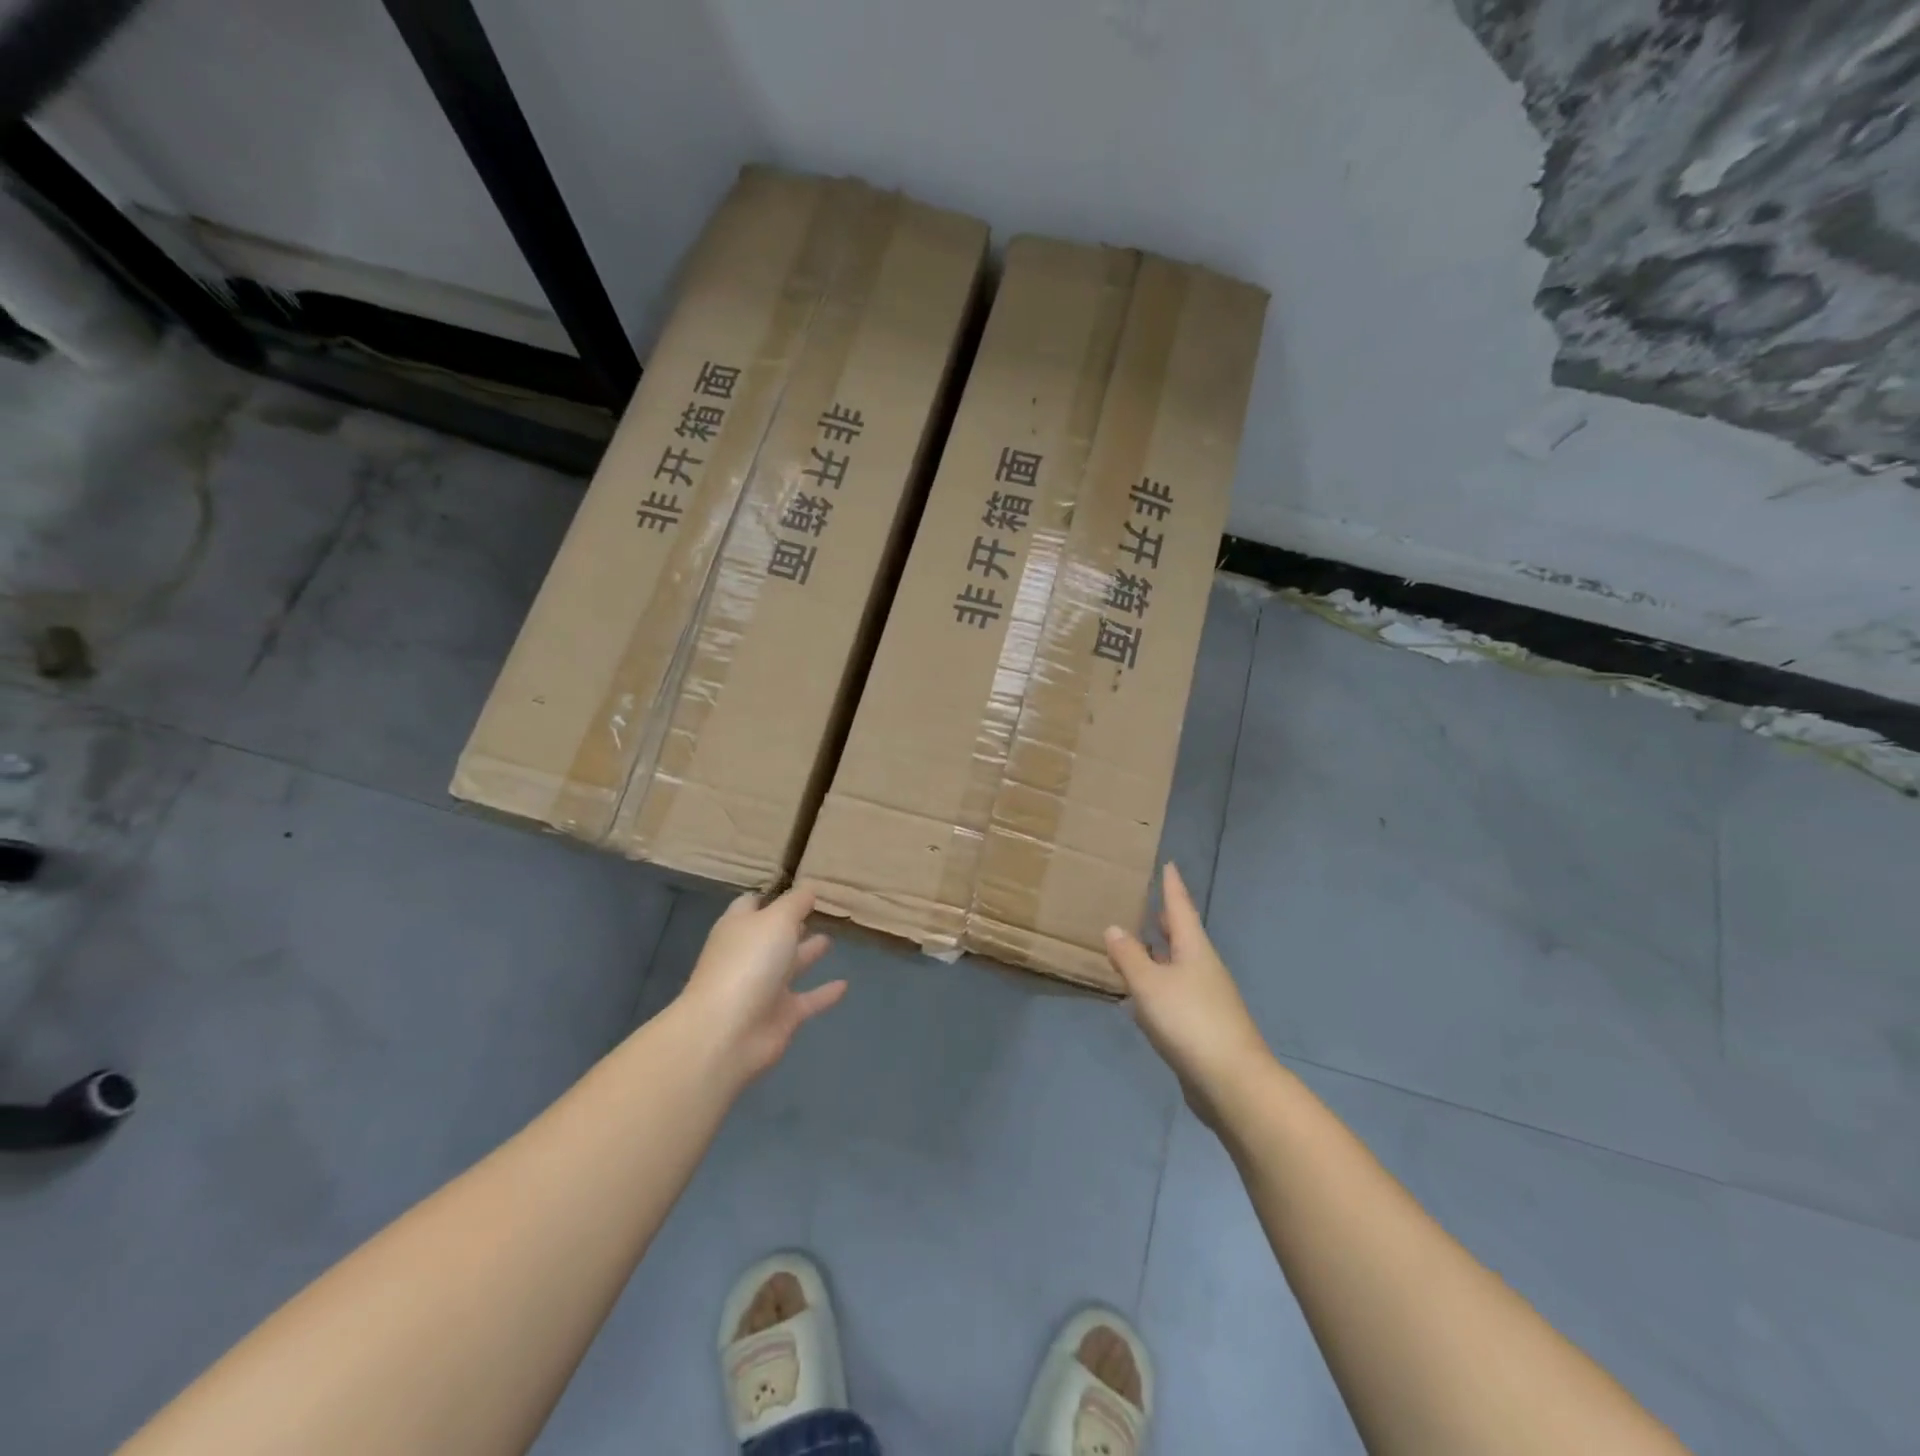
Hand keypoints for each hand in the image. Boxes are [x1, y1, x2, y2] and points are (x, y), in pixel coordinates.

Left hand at [676, 884, 846, 1086]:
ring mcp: (763, 988)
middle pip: (771, 935)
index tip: (797, 888)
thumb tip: (808, 889)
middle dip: (790, 924)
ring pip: (789, 966)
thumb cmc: (749, 963)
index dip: (771, 896)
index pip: (752, 904)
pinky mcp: (780, 1016)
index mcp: (739, 928)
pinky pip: (807, 1000)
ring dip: (807, 953)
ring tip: (830, 939)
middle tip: (817, 911)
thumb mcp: (777, 920)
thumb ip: (796, 903)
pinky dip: (824, 993)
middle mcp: (749, 955)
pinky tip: (845, 985)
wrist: (728, 1033)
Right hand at [1105, 863, 1272, 1129]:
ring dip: (1160, 955)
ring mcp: (1207, 998)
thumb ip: (1129, 956)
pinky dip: (1159, 985)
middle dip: (1166, 921)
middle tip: (1149, 904)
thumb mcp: (1149, 985)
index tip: (1169, 864)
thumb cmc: (1189, 1021)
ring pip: (1179, 965)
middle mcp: (1204, 968)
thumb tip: (1115, 928)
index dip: (1172, 887)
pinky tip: (1142, 997)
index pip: (1180, 908)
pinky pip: (1176, 993)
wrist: (1232, 1082)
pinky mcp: (1203, 1026)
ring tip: (1138, 947)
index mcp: (1194, 949)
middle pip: (1183, 936)